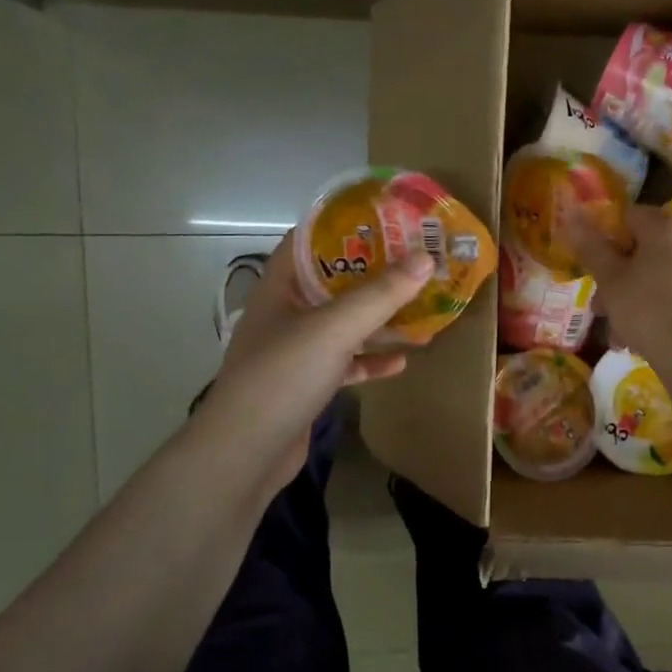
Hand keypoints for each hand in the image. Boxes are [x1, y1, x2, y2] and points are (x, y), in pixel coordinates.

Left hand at [206, 239, 433, 491]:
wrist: (246, 453)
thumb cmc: (283, 376)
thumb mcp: (334, 328)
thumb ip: (380, 295)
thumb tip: (425, 257)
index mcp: (279, 287)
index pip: (308, 241)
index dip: (343, 226)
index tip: (385, 218)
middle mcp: (285, 313)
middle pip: (333, 283)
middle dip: (373, 273)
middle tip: (415, 260)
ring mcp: (295, 351)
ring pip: (343, 324)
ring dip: (378, 318)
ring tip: (420, 308)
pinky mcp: (307, 384)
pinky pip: (345, 362)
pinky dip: (370, 360)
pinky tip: (402, 361)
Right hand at [569, 204, 671, 360]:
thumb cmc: (647, 308)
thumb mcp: (610, 279)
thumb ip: (591, 248)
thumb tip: (572, 218)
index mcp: (665, 229)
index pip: (630, 214)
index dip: (606, 234)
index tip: (592, 261)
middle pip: (642, 249)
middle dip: (615, 275)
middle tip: (598, 303)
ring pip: (654, 276)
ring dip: (629, 298)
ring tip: (614, 330)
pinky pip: (670, 295)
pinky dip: (651, 309)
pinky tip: (635, 338)